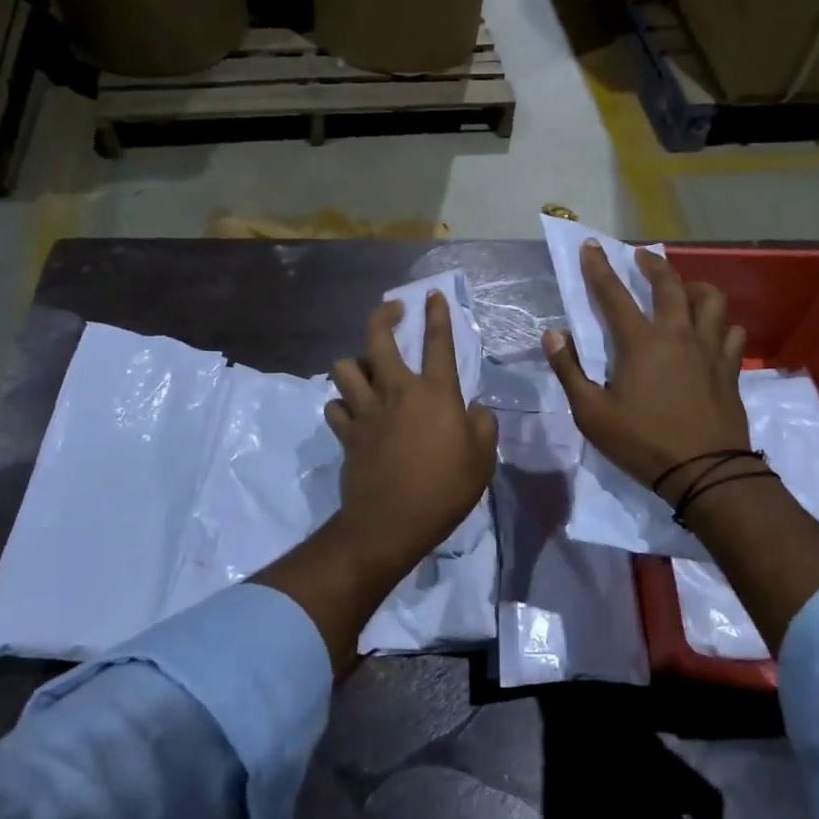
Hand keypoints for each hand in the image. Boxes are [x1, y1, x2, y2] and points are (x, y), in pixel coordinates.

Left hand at [323, 292, 497, 574]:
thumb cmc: (445, 489)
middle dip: (383, 315)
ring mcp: (367, 411)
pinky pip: (335, 408)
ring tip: (366, 369)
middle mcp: (397, 391)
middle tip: (393, 310)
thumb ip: (483, 425)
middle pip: (378, 339)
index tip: (432, 295)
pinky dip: (341, 405)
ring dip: (354, 363)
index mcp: (435, 393)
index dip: (437, 315)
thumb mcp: (483, 459)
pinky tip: (351, 411)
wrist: (392, 523)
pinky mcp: (347, 434)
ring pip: (345, 368)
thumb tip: (475, 408)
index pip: (438, 342)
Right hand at [545, 241, 748, 501]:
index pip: (614, 294)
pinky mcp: (730, 367)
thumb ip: (569, 370)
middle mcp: (678, 334)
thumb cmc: (642, 443)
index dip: (599, 268)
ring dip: (694, 287)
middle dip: (653, 265)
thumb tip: (552, 334)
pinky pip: (731, 331)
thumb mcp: (592, 414)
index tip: (592, 246)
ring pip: (711, 300)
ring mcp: (709, 349)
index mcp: (641, 342)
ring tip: (684, 290)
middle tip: (642, 258)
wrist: (705, 472)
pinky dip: (721, 324)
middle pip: (669, 285)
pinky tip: (712, 331)